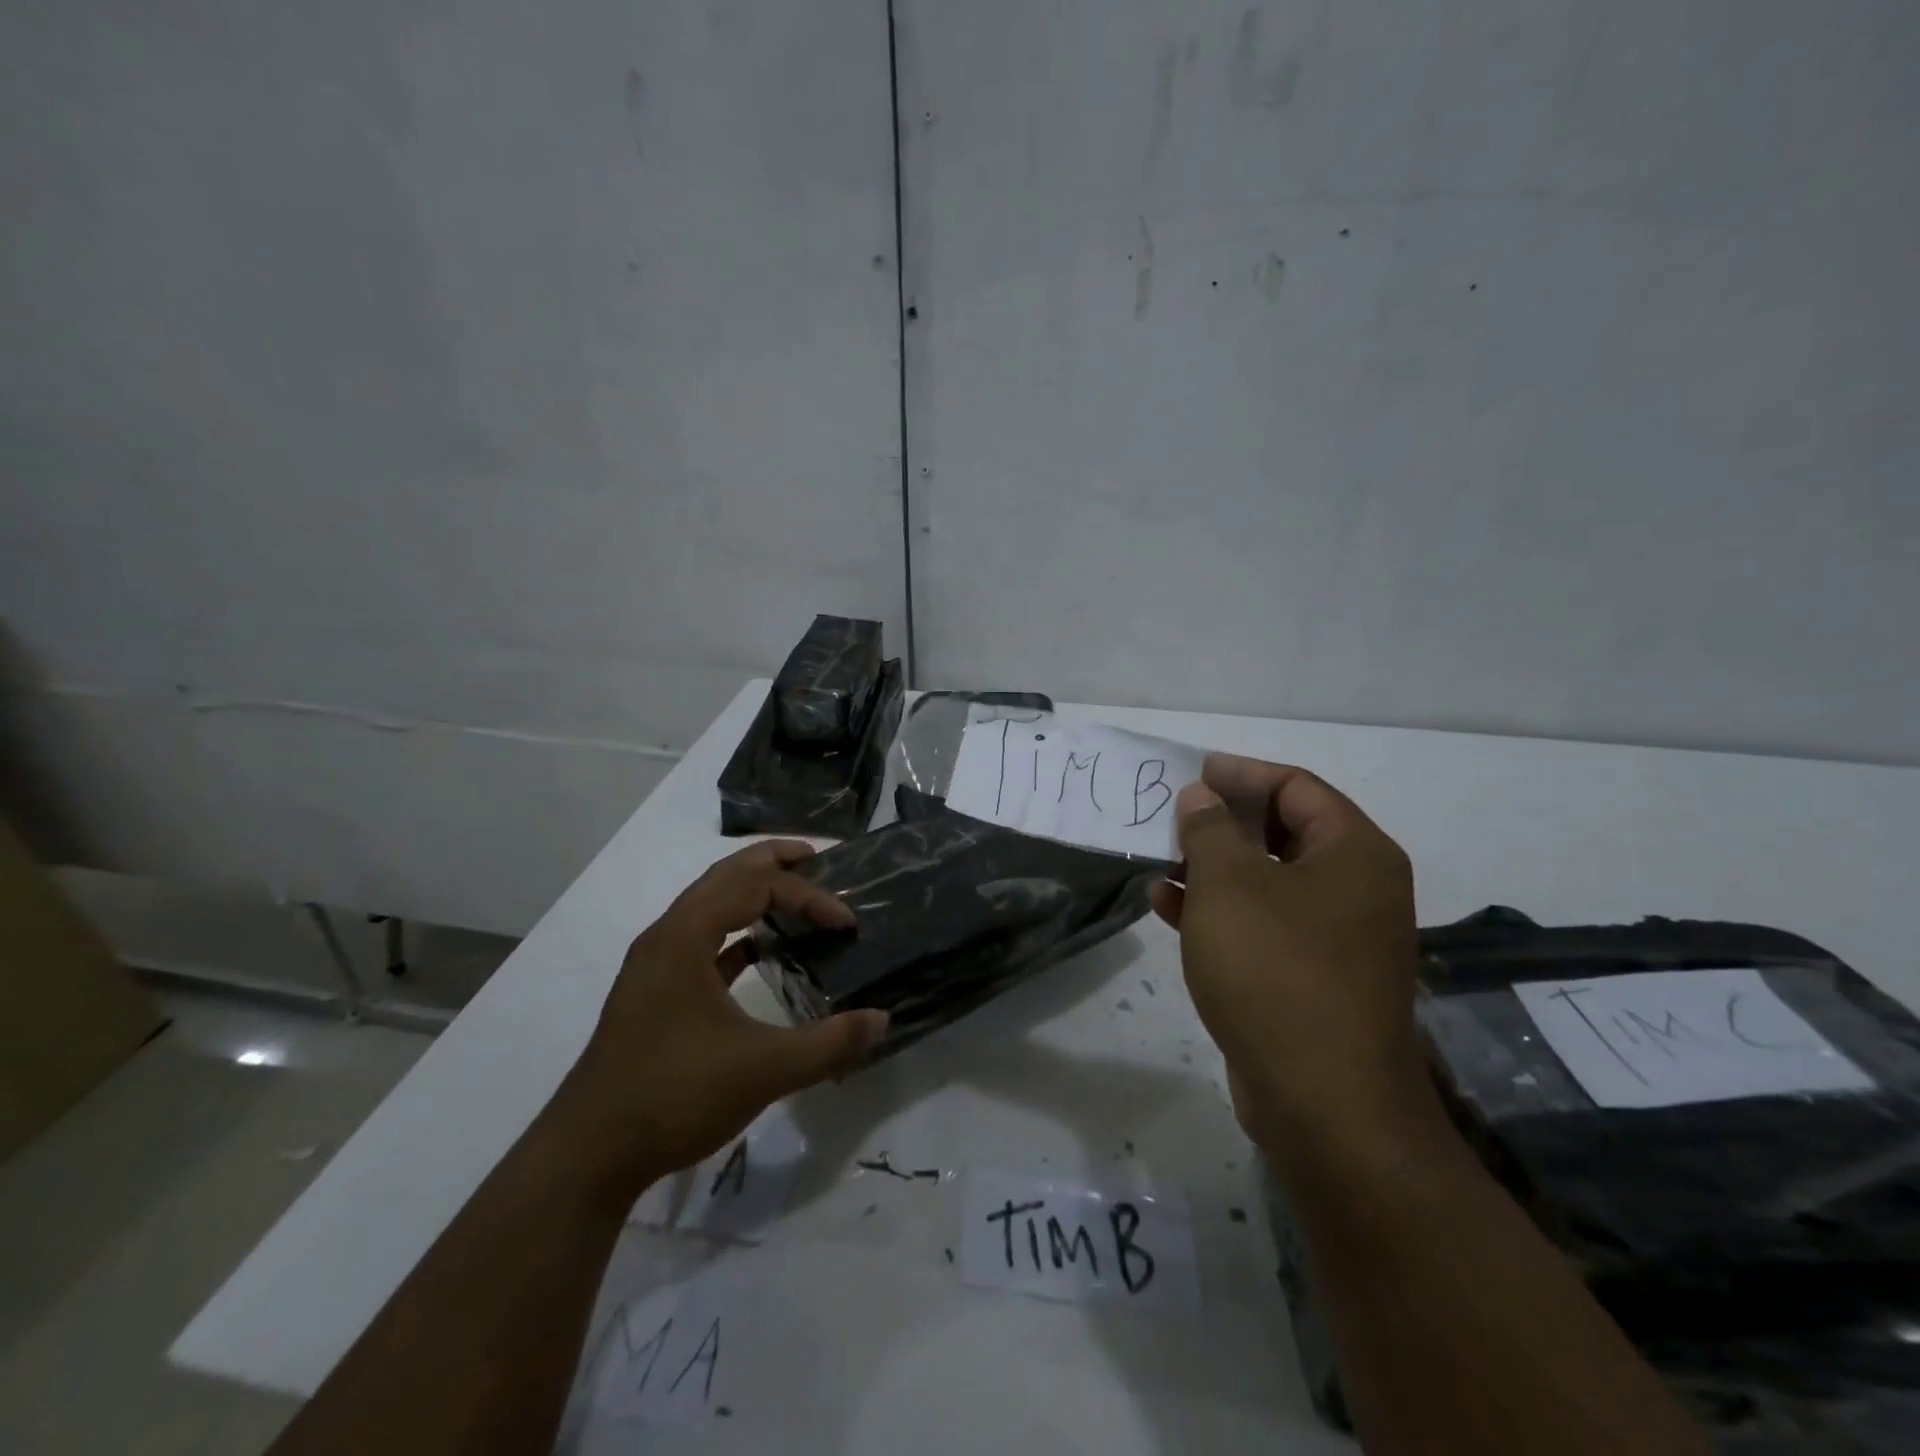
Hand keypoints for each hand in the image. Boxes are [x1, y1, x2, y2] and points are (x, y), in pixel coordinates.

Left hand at [557, 840, 886, 1194]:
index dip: (808, 897)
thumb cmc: (674, 1096)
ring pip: (709, 906)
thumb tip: (883, 1020)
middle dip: (773, 862)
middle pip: (725, 876)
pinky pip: (702, 940)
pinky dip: (736, 933)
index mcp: (685, 935)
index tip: (847, 924)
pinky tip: (762, 950)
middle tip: (818, 858)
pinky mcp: (655, 993)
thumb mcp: (763, 1070)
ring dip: (752, 893)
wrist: (588, 1156)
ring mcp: (656, 965)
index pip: (756, 887)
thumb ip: (829, 1043)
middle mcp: (666, 936)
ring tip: (795, 896)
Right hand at [1151, 755, 1431, 1160]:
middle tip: (1173, 815)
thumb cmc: (1276, 970)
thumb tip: (1201, 797)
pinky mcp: (1311, 979)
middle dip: (1223, 822)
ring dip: (1213, 867)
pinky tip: (1166, 907)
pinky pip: (1262, 925)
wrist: (1324, 1104)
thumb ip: (1209, 829)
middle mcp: (1355, 889)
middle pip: (1283, 832)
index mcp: (1353, 853)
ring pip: (1267, 881)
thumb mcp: (1229, 885)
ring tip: (1159, 859)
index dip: (1241, 774)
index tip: (1193, 772)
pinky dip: (1218, 911)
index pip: (1296, 787)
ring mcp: (1336, 938)